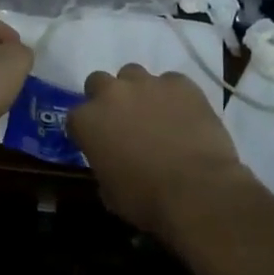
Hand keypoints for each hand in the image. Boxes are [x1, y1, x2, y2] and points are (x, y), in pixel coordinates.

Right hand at [70, 65, 245, 235]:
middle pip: (99, 82)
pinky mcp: (180, 83)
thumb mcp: (110, 193)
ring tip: (155, 113)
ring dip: (138, 91)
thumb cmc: (147, 199)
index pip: (75, 117)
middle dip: (107, 98)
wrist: (198, 191)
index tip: (98, 143)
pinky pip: (171, 82)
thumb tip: (112, 163)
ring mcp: (147, 83)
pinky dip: (173, 95)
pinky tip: (184, 116)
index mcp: (87, 121)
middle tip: (123, 121)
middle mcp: (111, 93)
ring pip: (134, 74)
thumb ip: (103, 166)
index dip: (87, 130)